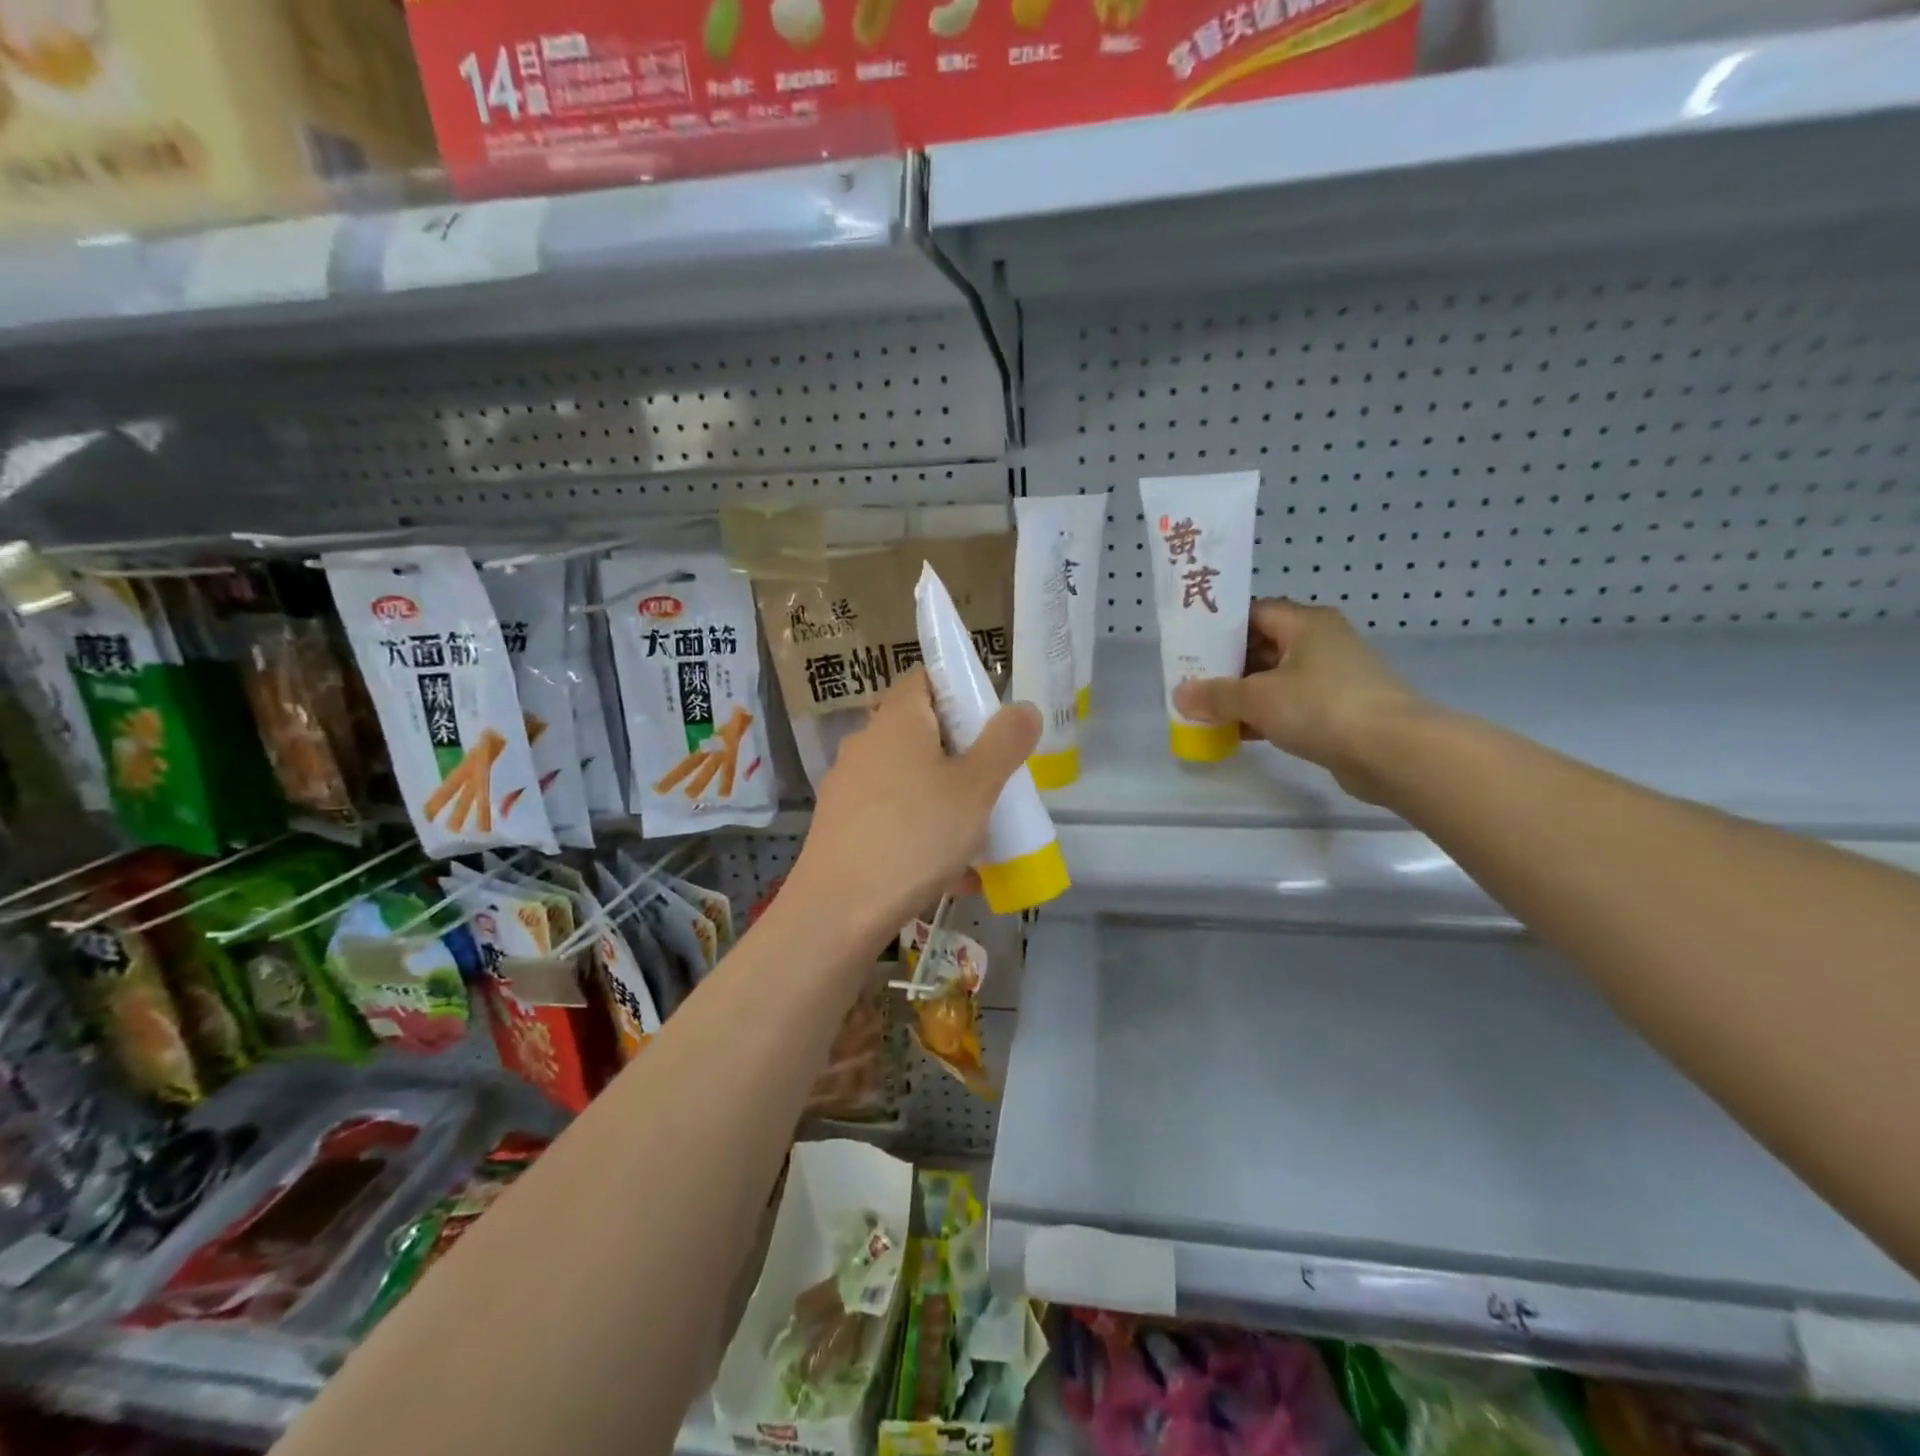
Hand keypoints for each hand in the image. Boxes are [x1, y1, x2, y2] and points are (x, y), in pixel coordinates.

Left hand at [790, 670, 1040, 941]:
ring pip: (908, 779)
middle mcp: (866, 742)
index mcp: (897, 719)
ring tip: (976, 836)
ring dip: (942, 798)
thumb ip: (1005, 742)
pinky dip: (920, 831)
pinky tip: (948, 873)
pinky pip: (892, 816)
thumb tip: (1023, 708)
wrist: (839, 910)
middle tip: (992, 783)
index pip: (925, 678)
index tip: (990, 724)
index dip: (960, 690)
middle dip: (960, 753)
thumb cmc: (916, 835)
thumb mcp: (977, 787)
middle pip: (920, 731)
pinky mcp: (840, 824)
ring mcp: (848, 785)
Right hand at [1172, 599, 1425, 803]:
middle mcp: (1321, 643)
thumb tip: (1180, 695)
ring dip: (1243, 696)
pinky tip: (1237, 734)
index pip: (1253, 612)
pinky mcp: (1339, 710)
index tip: (1190, 647)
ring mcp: (1333, 678)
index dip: (1220, 628)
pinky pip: (1291, 705)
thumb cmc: (1321, 707)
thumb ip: (1215, 695)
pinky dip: (1265, 716)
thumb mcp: (1257, 698)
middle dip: (1226, 667)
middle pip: (1262, 646)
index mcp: (1305, 624)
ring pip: (1275, 679)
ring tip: (1206, 711)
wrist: (1392, 752)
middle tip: (1191, 682)